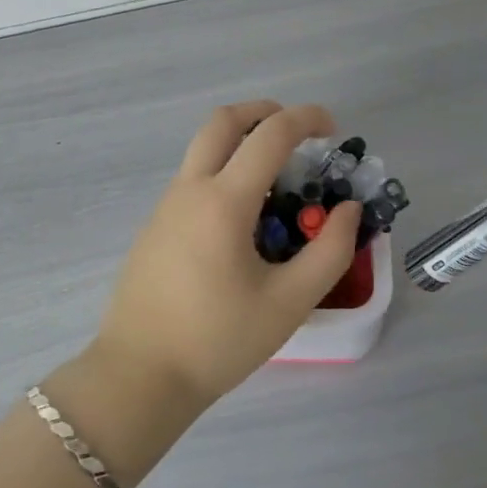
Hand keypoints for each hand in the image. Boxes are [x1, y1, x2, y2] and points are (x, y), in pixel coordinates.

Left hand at [91, 100, 360, 408]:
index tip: (333, 128)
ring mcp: (165, 207)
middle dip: (262, 112)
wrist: (140, 375)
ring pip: (202, 150)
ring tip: (277, 180)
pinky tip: (243, 219)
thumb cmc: (218, 340)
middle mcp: (189, 190)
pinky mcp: (154, 227)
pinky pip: (192, 180)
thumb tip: (346, 210)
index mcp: (223, 201)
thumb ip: (329, 251)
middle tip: (296, 130)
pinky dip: (223, 172)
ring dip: (240, 143)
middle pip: (221, 122)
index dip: (306, 119)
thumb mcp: (288, 302)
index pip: (269, 136)